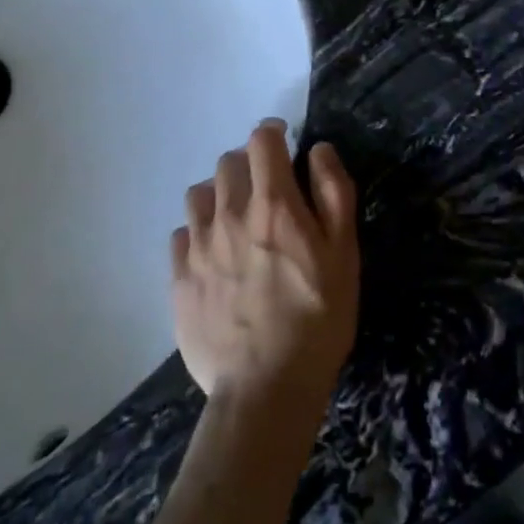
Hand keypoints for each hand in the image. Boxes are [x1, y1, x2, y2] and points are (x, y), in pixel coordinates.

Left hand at [172, 122, 359, 413]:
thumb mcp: (344, 254)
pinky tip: (214, 254)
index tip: (283, 143)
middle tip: (267, 187)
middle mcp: (229, 214)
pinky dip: (198, 232)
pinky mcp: (179, 278)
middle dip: (249, 163)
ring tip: (237, 218)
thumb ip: (333, 193)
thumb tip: (318, 150)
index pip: (261, 141)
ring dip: (219, 193)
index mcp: (272, 204)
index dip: (273, 134)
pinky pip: (181, 234)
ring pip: (199, 193)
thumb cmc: (317, 319)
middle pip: (228, 161)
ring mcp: (198, 246)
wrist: (266, 389)